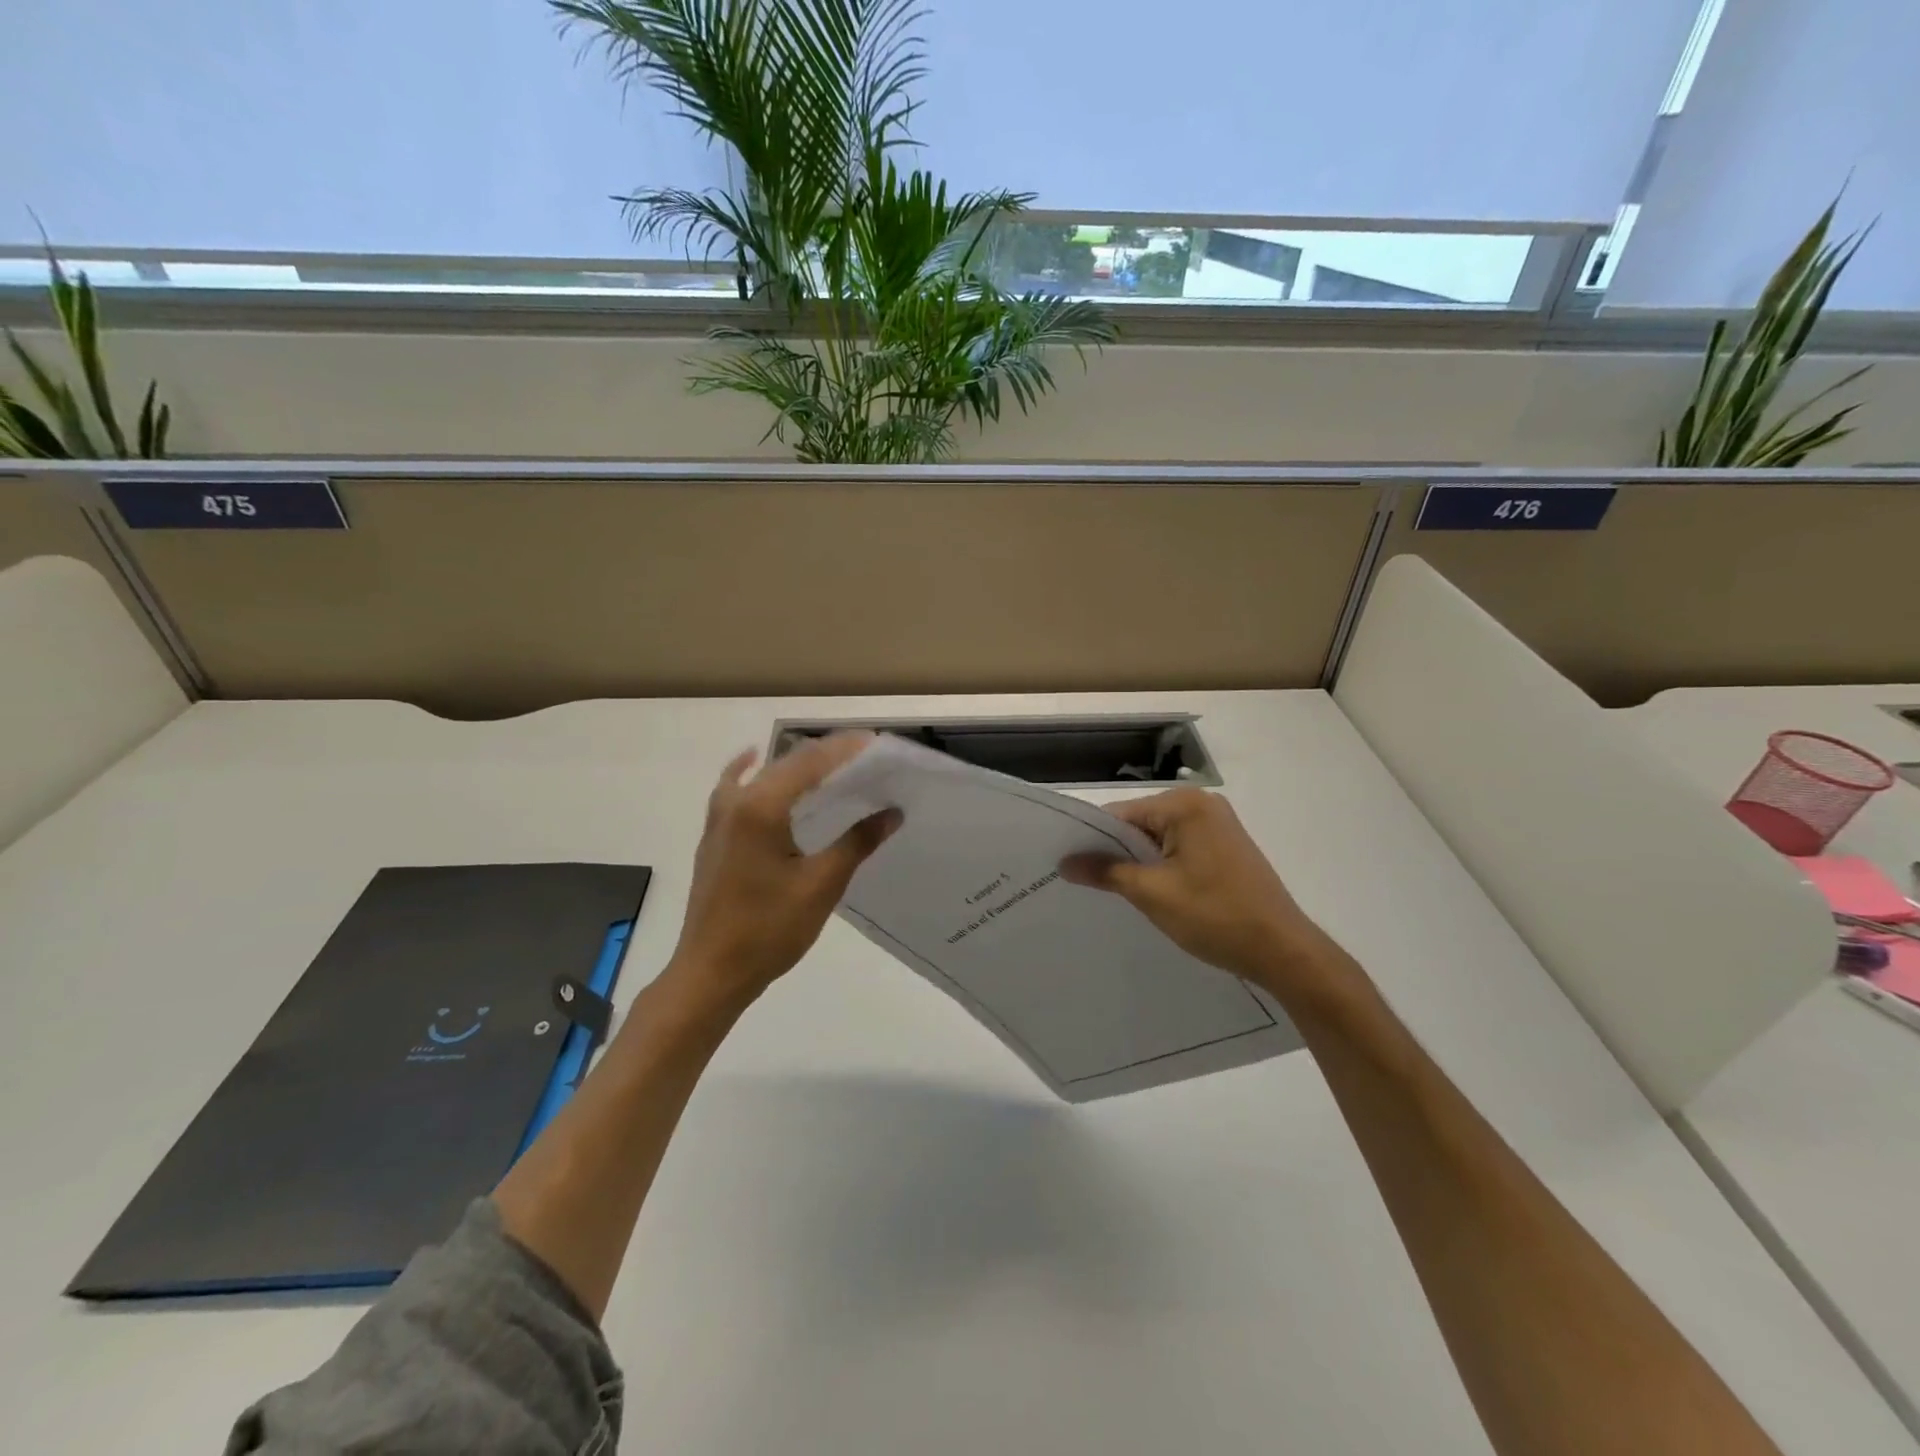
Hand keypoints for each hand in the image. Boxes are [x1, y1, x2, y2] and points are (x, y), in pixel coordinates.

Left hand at [664, 733, 899, 1014]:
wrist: (711, 973)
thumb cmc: (768, 930)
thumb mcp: (821, 885)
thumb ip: (857, 842)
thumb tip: (892, 812)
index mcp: (762, 807)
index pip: (810, 761)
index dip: (845, 749)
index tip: (877, 743)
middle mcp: (736, 801)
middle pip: (787, 762)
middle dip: (826, 755)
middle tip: (865, 759)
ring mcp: (719, 818)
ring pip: (762, 775)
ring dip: (795, 766)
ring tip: (831, 768)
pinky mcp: (714, 837)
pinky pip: (734, 789)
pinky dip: (752, 773)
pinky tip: (757, 766)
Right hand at [1061, 787, 1349, 1004]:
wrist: (1284, 951)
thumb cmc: (1216, 916)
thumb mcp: (1152, 894)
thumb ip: (1106, 872)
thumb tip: (1065, 863)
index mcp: (1184, 804)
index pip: (1120, 815)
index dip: (1091, 841)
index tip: (1067, 866)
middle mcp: (1202, 803)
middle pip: (1138, 824)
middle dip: (1115, 852)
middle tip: (1085, 883)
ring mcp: (1217, 824)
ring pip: (1157, 839)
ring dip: (1138, 863)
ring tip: (1114, 892)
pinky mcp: (1225, 846)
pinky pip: (1178, 849)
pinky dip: (1161, 867)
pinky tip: (1151, 892)